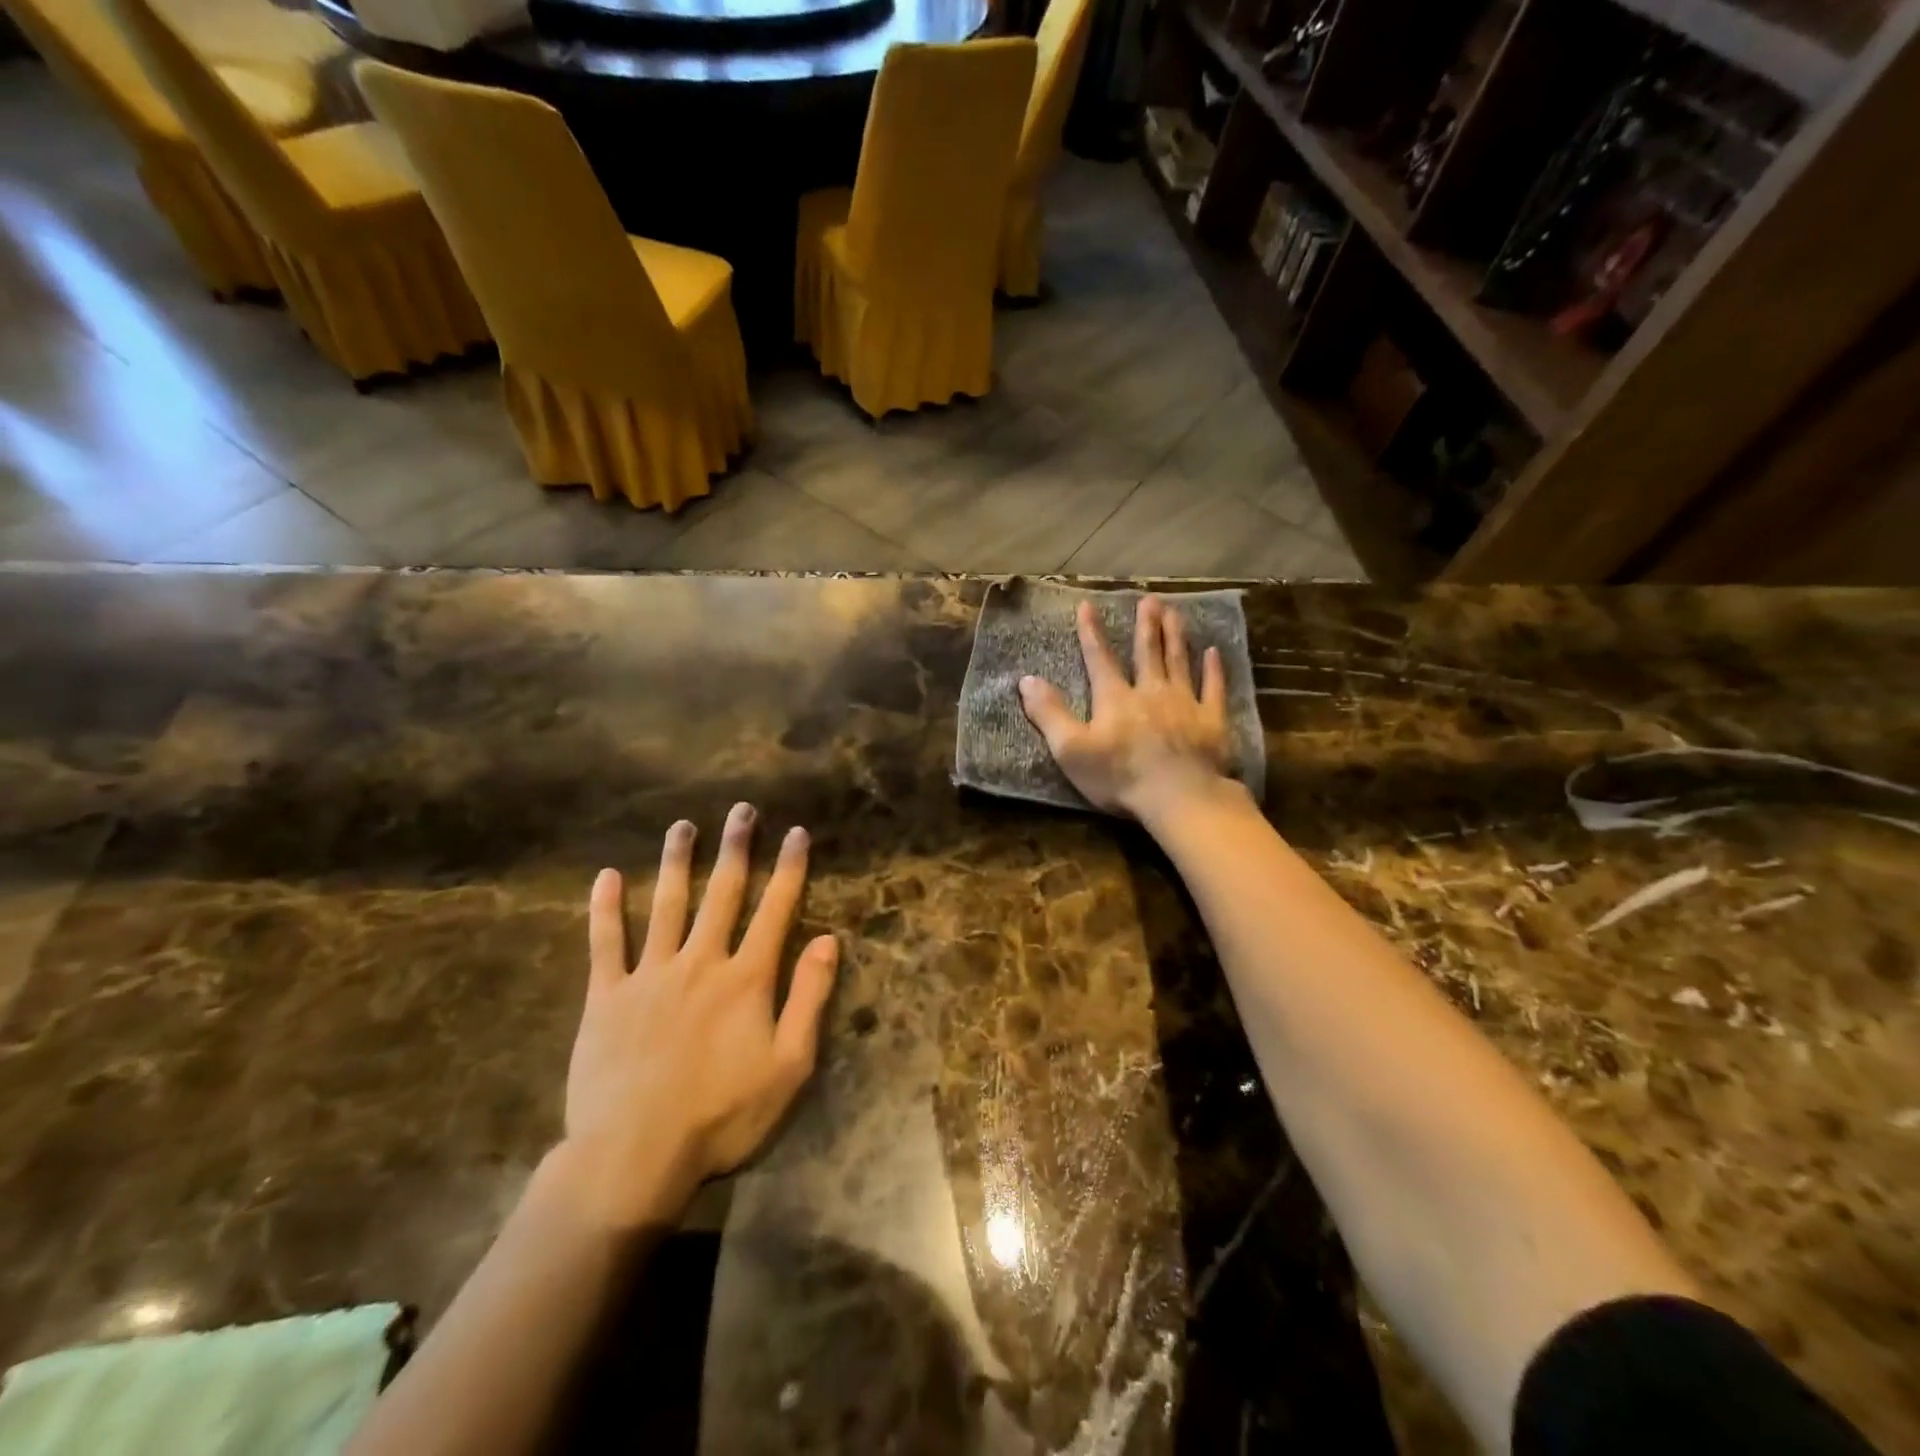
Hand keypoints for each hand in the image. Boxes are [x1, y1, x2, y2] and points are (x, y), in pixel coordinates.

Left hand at [557, 803, 838, 1228]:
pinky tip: (606, 876)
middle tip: (741, 810)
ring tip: (682, 826)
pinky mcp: (606, 996)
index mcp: (746, 978)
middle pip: (723, 894)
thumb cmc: (722, 1116)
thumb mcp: (789, 1065)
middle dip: (736, 849)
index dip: (789, 869)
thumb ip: (810, 998)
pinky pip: (605, 943)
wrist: (633, 1157)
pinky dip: (605, 908)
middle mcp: (701, 961)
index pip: (776, 910)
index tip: (796, 832)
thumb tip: (831, 939)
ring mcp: (650, 975)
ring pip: (667, 905)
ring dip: (677, 862)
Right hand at [1018, 595, 1236, 821]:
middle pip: (1147, 652)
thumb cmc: (1120, 777)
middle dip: (1146, 625)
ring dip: (1176, 635)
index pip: (1100, 658)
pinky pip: (1213, 688)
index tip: (1088, 605)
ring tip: (1175, 612)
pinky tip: (1214, 652)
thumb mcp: (1071, 749)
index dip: (1092, 632)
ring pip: (1179, 661)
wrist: (1179, 797)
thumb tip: (1026, 680)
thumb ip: (1049, 714)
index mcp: (1115, 699)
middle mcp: (1150, 692)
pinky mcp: (1212, 721)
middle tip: (1149, 599)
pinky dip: (1214, 669)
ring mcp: (1185, 704)